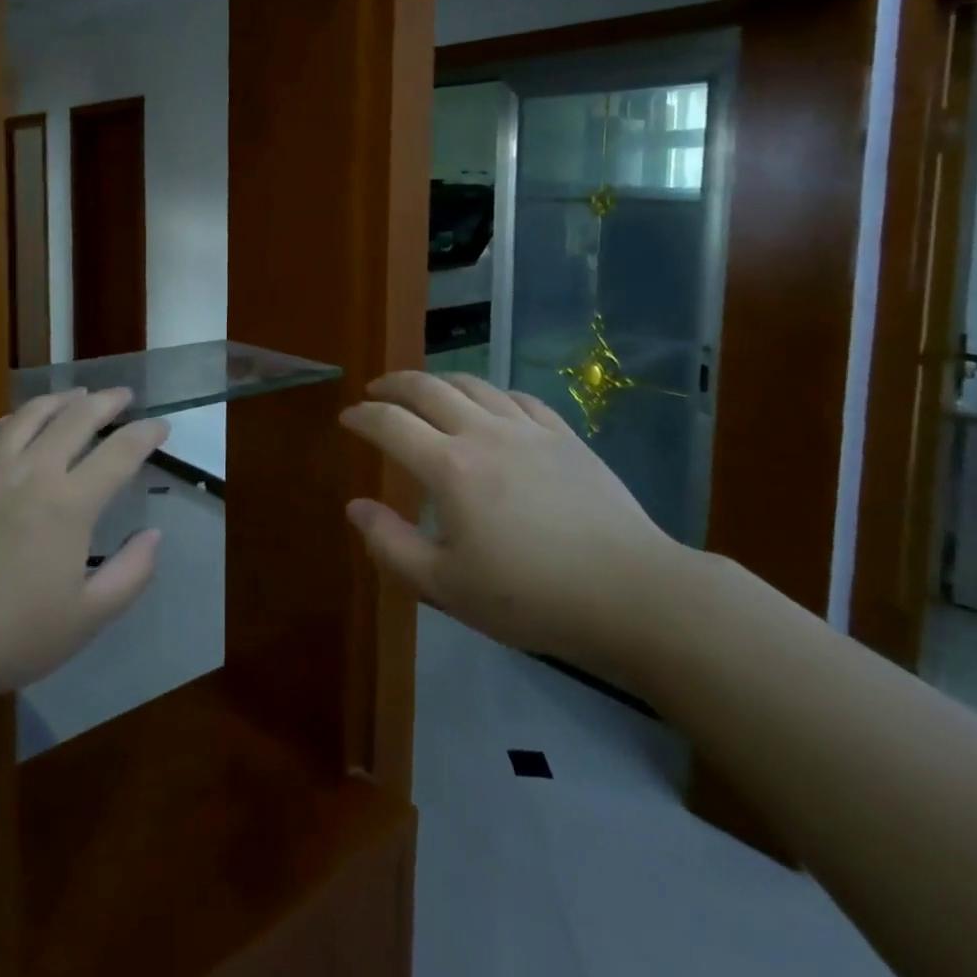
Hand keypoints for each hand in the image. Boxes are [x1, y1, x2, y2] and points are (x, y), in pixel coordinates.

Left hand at [0, 388, 167, 722]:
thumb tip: (154, 534)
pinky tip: (12, 424)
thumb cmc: (10, 635)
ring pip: (29, 415)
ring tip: (76, 397)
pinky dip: (5, 421)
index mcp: (70, 503)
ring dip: (60, 400)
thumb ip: (131, 573)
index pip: (121, 451)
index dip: (146, 433)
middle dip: (108, 401)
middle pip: (77, 418)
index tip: (161, 426)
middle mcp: (32, 471)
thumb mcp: (87, 619)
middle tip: (124, 396)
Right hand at [340, 371, 688, 683]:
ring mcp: (528, 429)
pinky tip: (491, 403)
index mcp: (449, 467)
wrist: (630, 592)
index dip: (362, 417)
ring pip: (473, 384)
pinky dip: (491, 393)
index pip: (390, 424)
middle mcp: (483, 433)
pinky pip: (519, 398)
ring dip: (439, 380)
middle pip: (428, 388)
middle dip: (394, 384)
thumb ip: (391, 545)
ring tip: (425, 389)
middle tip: (375, 390)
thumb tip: (355, 506)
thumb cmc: (530, 596)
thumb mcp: (446, 586)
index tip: (346, 417)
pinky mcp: (564, 436)